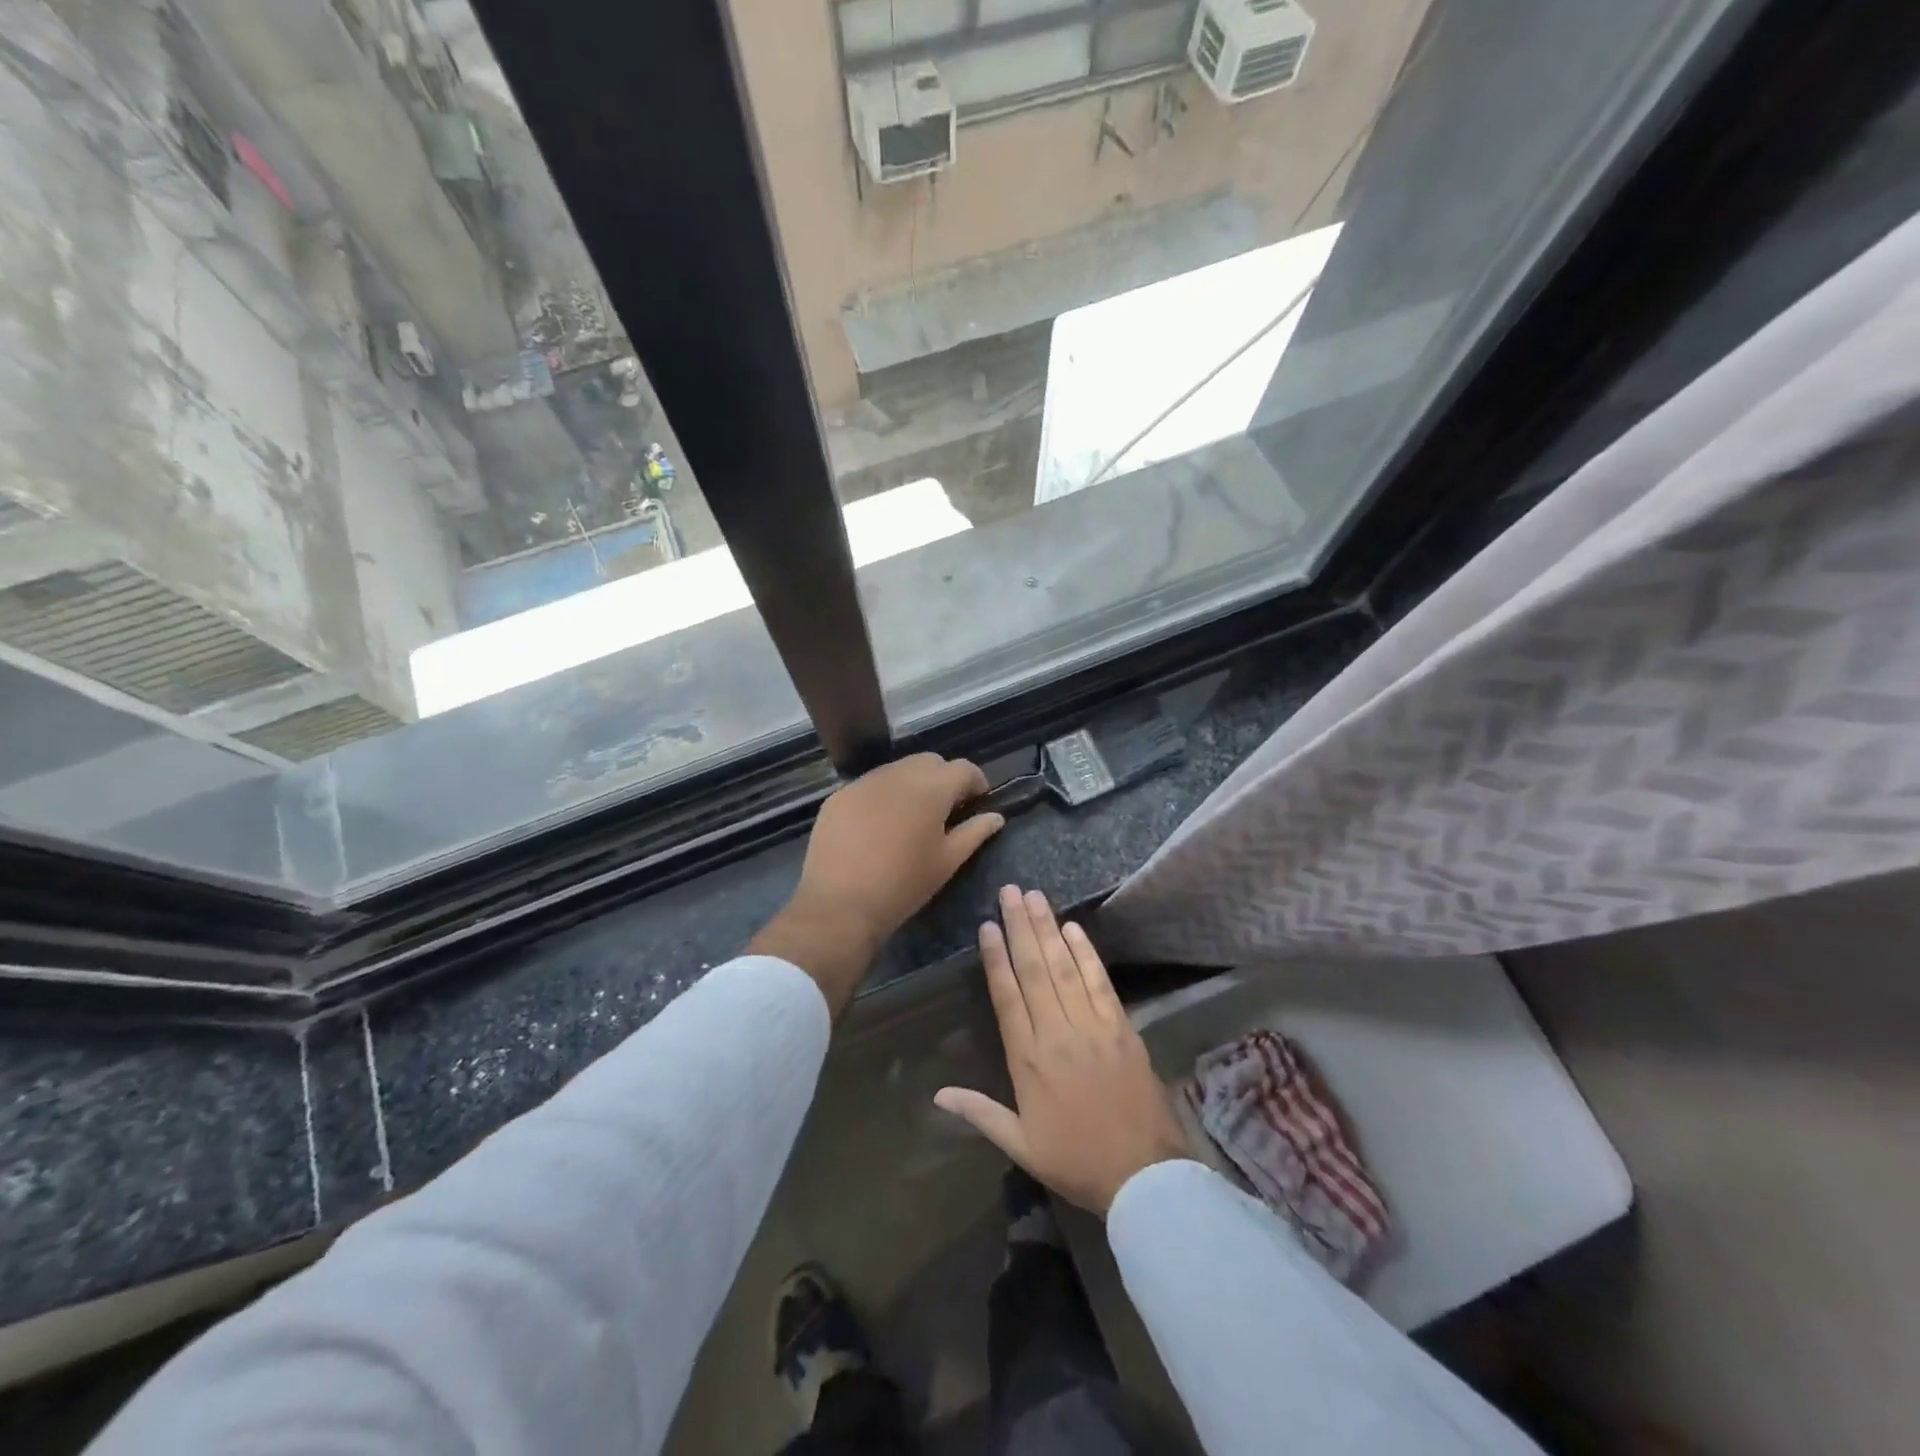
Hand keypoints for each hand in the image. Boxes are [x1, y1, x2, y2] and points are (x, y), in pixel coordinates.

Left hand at [749, 753, 1003, 1013]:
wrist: (840, 904)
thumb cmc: (904, 885)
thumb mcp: (947, 861)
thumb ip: (975, 833)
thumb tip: (995, 817)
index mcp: (931, 788)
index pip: (963, 768)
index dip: (976, 782)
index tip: (977, 802)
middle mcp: (898, 774)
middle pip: (930, 762)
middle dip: (943, 778)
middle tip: (945, 810)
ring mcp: (864, 782)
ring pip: (897, 770)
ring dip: (911, 784)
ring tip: (910, 817)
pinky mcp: (839, 795)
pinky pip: (870, 785)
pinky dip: (882, 796)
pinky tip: (878, 826)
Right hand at [935, 886, 1188, 1214]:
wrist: (1145, 1176)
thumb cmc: (1077, 1162)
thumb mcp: (1021, 1145)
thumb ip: (980, 1113)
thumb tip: (938, 1094)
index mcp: (1028, 1060)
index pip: (1007, 996)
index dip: (995, 958)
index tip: (986, 925)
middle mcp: (1057, 1034)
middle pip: (1034, 970)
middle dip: (1020, 927)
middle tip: (1010, 891)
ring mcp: (1093, 1026)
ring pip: (1064, 968)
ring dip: (1049, 929)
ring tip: (1036, 897)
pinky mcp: (1121, 1028)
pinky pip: (1100, 982)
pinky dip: (1086, 954)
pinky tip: (1073, 929)